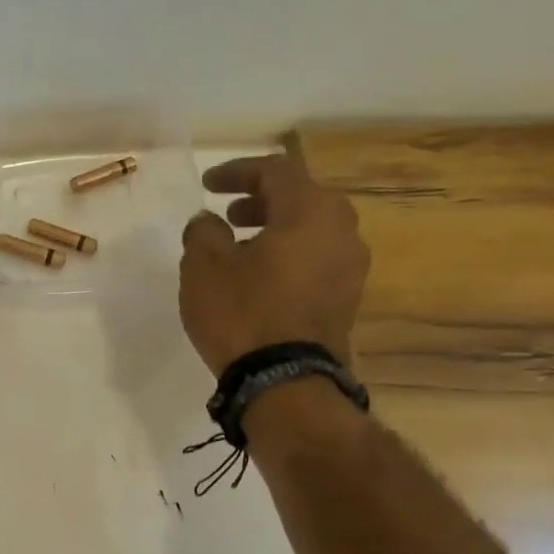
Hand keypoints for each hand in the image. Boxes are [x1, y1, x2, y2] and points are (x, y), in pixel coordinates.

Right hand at [180, 138, 369, 374]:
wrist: (285, 383)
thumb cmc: (242, 314)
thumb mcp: (203, 267)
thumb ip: (203, 231)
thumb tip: (208, 222)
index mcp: (310, 211)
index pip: (275, 171)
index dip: (237, 172)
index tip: (207, 185)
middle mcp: (342, 230)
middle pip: (301, 197)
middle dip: (261, 199)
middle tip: (228, 213)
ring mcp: (351, 267)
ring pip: (311, 229)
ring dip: (275, 228)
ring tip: (240, 245)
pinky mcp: (347, 299)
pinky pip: (316, 259)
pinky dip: (288, 254)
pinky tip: (260, 275)